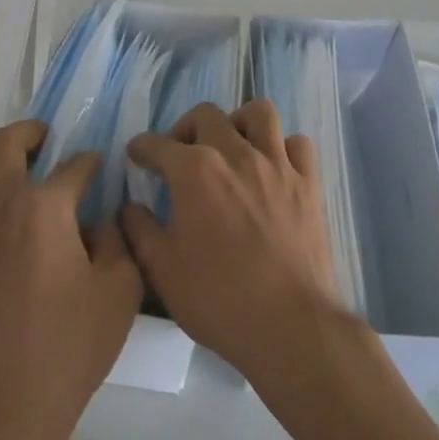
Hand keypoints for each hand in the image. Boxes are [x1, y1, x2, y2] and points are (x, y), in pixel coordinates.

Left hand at [0, 121, 143, 439]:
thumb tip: (97, 222)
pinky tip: (9, 240)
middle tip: (48, 139)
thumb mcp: (120, 288)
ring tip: (21, 193)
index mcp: (43, 207)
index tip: (106, 166)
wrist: (8, 404)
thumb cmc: (71, 343)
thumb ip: (114, 240)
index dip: (94, 162)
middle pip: (4, 146)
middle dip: (29, 133)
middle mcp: (1, 209)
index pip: (74, 166)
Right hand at [122, 102, 343, 384]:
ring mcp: (277, 165)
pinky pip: (297, 144)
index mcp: (194, 171)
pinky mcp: (309, 183)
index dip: (142, 148)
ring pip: (259, 114)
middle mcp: (236, 153)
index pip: (158, 144)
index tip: (137, 156)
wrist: (289, 325)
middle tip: (180, 156)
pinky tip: (272, 168)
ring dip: (238, 123)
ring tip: (230, 147)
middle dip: (185, 129)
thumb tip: (130, 206)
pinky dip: (282, 148)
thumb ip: (139, 229)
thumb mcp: (161, 269)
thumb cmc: (217, 298)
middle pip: (206, 116)